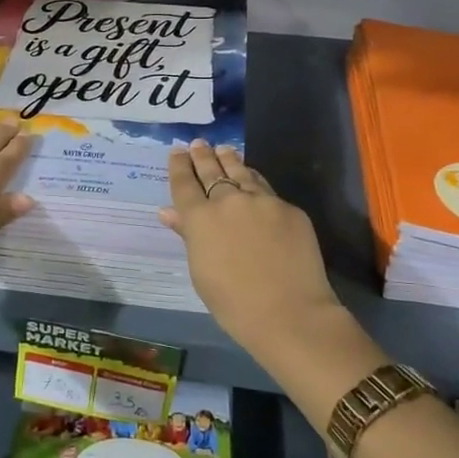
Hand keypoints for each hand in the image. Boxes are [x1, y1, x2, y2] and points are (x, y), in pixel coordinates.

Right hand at [161, 141, 342, 361]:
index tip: (177, 152)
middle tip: (198, 144)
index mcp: (200, 219)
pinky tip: (252, 179)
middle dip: (203, 156)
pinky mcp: (288, 208)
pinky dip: (254, 181)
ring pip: (241, 172)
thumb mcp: (201, 272)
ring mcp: (261, 201)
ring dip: (229, 160)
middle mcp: (228, 201)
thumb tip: (169, 212)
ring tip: (223, 150)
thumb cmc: (234, 304)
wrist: (289, 313)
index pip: (184, 183)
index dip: (179, 166)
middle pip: (212, 171)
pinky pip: (266, 189)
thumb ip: (188, 235)